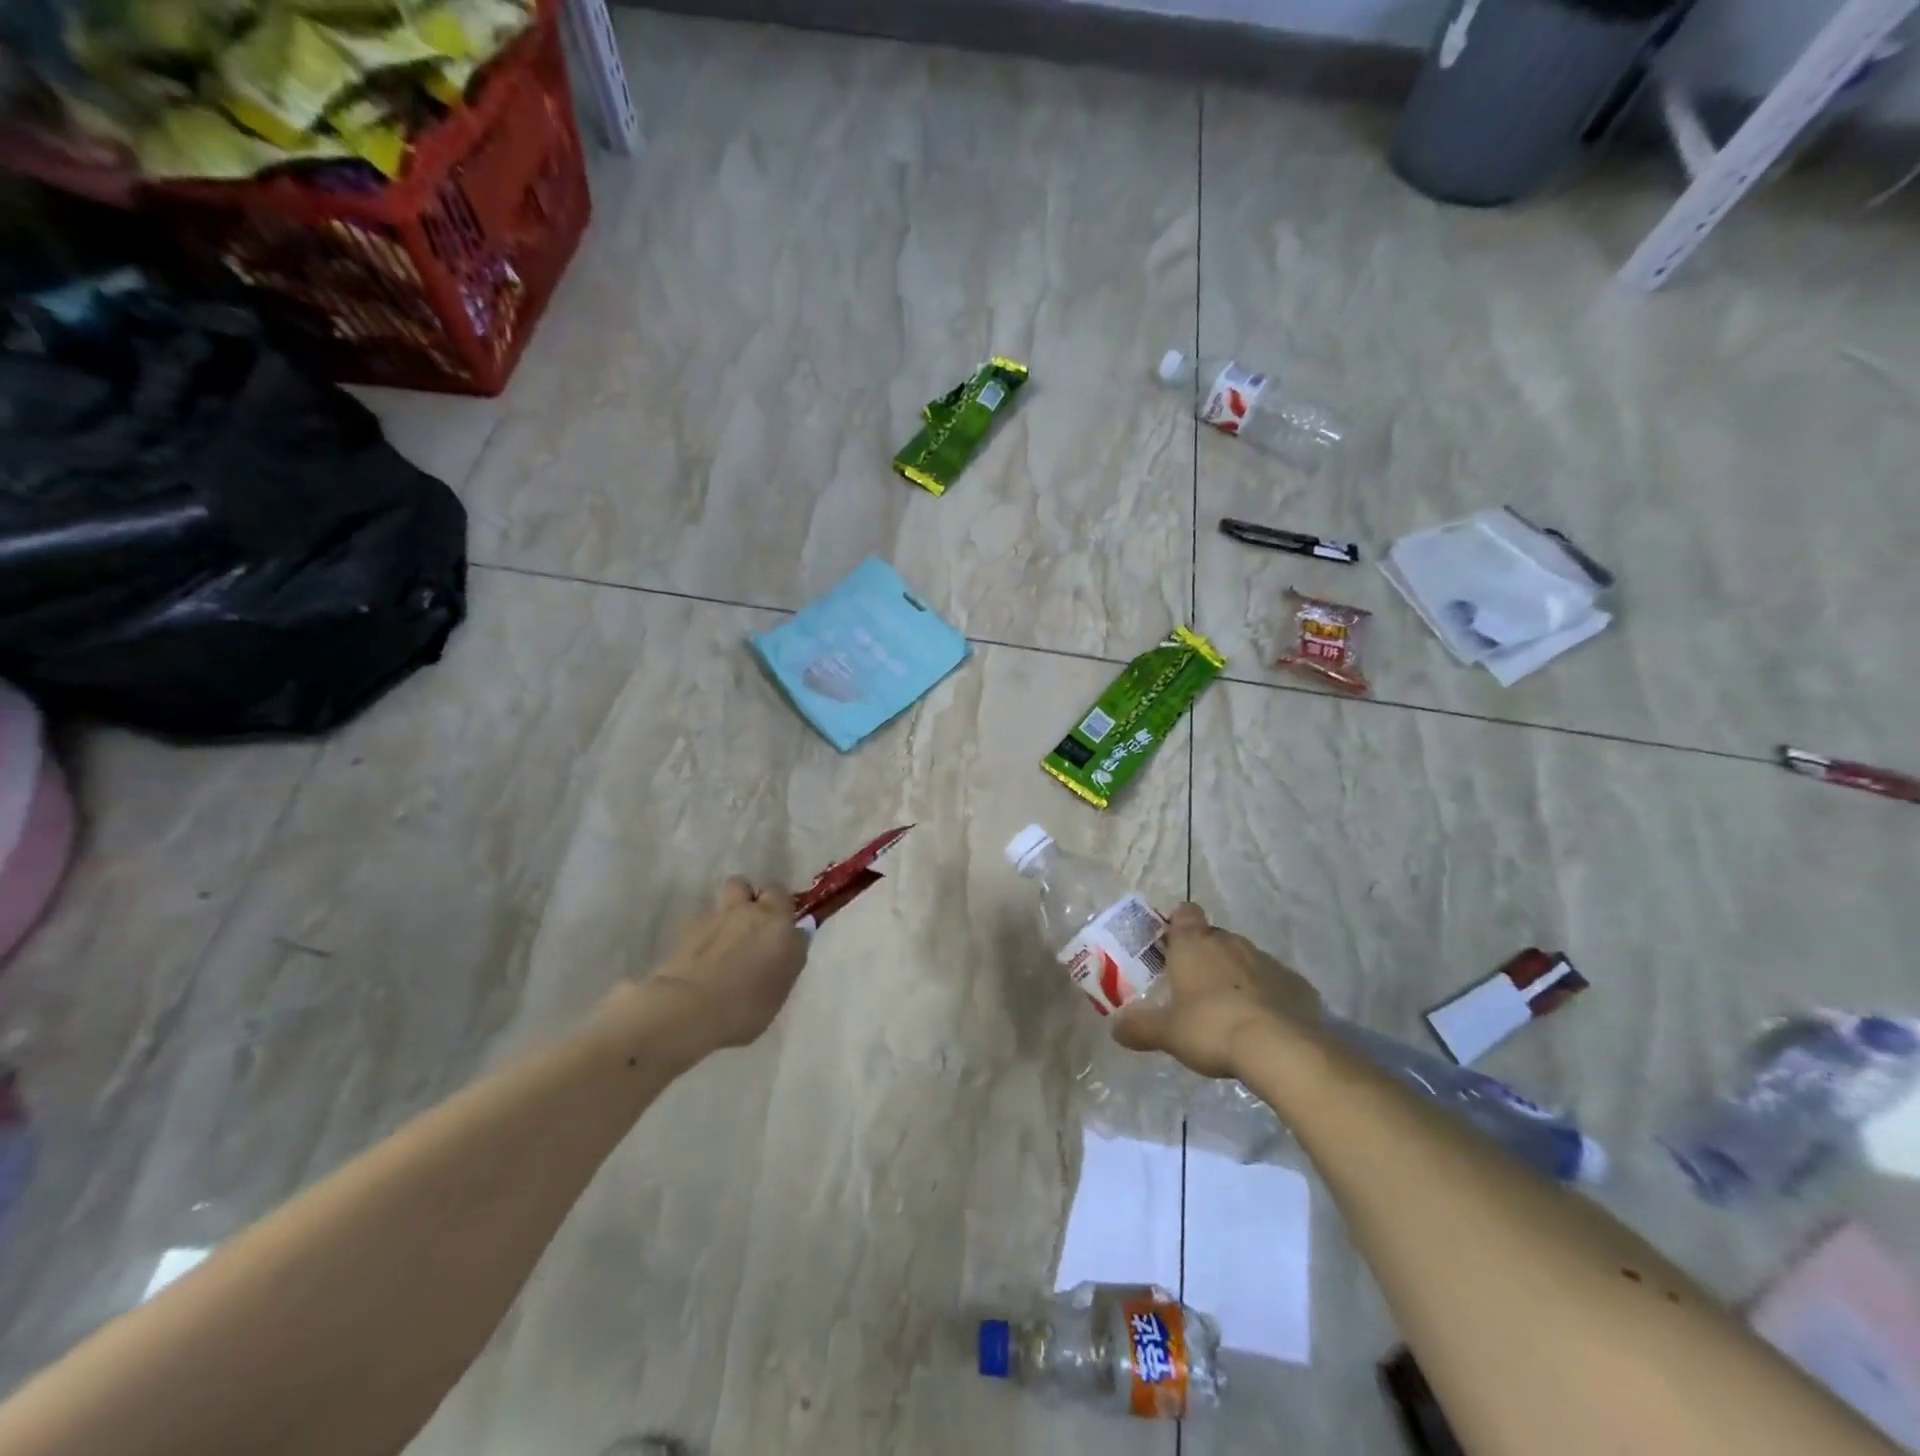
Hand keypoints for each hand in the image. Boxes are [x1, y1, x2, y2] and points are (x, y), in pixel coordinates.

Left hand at [640, 877, 810, 1055]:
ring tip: (727, 935)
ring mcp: (721, 915)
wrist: (691, 1009)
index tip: (780, 931)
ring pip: (732, 891)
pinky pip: (706, 917)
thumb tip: (788, 945)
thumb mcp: (781, 988)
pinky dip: (707, 930)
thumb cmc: (747, 1008)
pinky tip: (701, 954)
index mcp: (781, 926)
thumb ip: (786, 959)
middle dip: (757, 899)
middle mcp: (753, 912)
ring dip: (732, 906)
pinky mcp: (691, 926)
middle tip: (755, 926)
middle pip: (760, 888)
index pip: (788, 901)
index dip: (783, 912)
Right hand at [1113, 904, 1320, 1077]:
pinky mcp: (1297, 983)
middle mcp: (1230, 942)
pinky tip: (1262, 1023)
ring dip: (1236, 975)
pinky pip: (1274, 982)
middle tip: (1194, 987)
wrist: (1281, 1048)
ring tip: (1228, 1010)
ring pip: (1245, 958)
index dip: (1177, 924)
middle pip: (1214, 937)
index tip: (1170, 946)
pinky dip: (1266, 995)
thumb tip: (1115, 1029)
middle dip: (1205, 955)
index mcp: (1194, 944)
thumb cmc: (1212, 1028)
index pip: (1184, 913)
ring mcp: (1266, 960)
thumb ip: (1139, 1028)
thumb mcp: (1167, 1033)